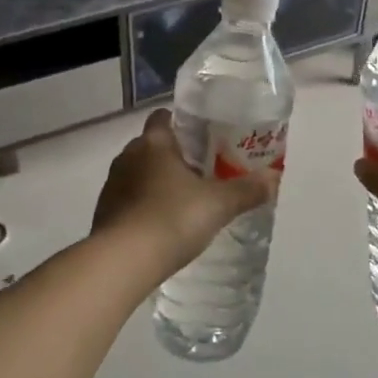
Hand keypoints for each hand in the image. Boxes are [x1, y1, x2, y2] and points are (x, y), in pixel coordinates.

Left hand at [92, 110, 277, 279]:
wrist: (123, 261)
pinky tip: (161, 226)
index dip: (180, 123)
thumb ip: (247, 190)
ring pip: (138, 174)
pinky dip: (143, 207)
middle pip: (151, 146)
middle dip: (173, 156)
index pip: (162, 117)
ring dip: (156, 182)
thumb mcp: (218, 205)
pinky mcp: (103, 213)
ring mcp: (112, 185)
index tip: (201, 136)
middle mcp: (128, 156)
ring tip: (183, 201)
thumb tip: (274, 178)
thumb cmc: (172, 218)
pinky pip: (128, 201)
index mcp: (154, 143)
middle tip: (201, 172)